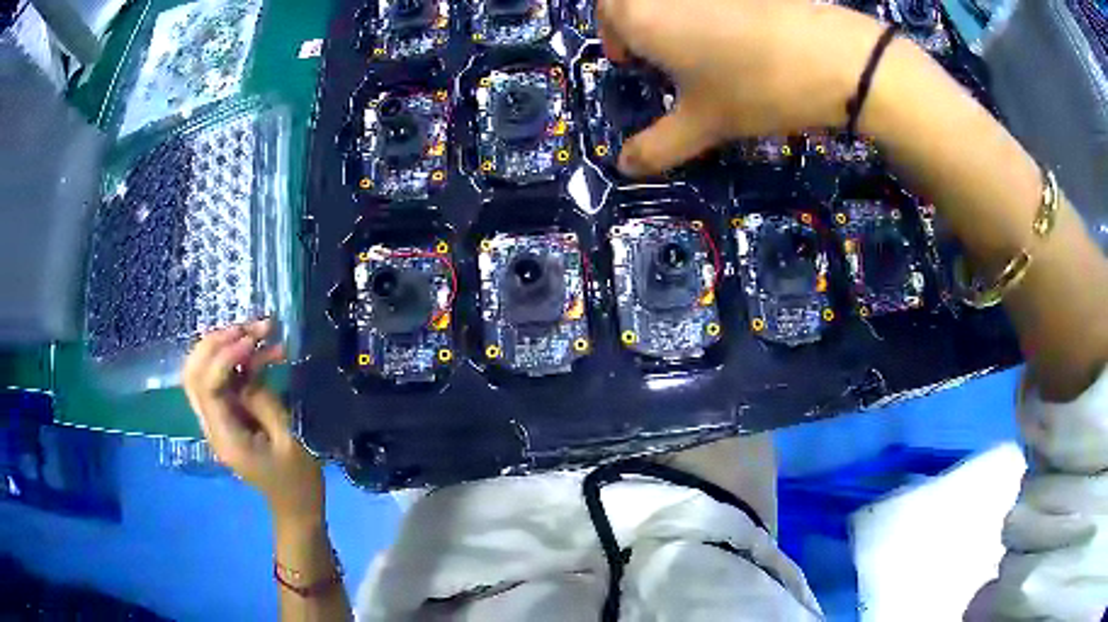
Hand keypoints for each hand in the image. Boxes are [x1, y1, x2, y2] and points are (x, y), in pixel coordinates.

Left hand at [183, 320, 323, 524]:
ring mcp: (218, 419)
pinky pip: (224, 378)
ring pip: (204, 371)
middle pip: (194, 373)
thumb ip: (264, 402)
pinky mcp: (228, 414)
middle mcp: (212, 425)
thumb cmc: (297, 480)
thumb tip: (249, 371)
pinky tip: (266, 350)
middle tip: (248, 328)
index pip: (206, 386)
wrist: (296, 507)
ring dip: (227, 345)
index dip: (224, 357)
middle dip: (216, 343)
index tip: (252, 342)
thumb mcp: (288, 441)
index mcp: (225, 437)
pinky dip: (240, 359)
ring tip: (261, 330)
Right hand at [597, 0, 884, 175]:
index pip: (606, 15)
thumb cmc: (754, 87)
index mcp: (640, 14)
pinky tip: (737, 36)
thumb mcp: (704, 124)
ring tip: (700, 49)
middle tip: (659, 54)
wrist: (831, 57)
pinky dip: (709, 12)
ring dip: (673, 16)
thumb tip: (624, 167)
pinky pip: (712, 1)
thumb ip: (658, 147)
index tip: (632, 63)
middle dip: (638, 22)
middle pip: (635, 0)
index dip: (613, 37)